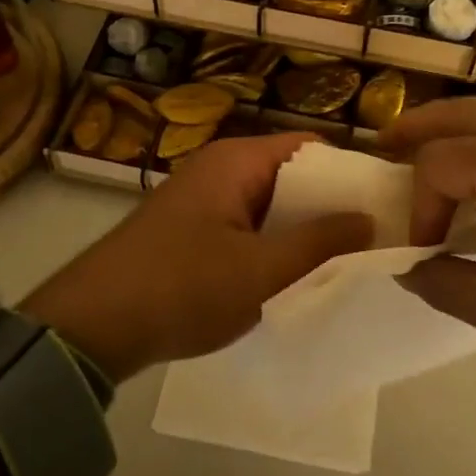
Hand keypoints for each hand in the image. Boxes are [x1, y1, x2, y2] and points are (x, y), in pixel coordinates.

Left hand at [21, 133, 372, 382]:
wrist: (90, 327)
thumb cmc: (182, 287)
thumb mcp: (261, 270)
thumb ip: (320, 243)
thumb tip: (370, 218)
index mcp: (237, 160)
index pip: (311, 148)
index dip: (349, 172)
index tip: (385, 204)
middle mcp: (220, 169)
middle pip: (291, 177)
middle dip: (329, 207)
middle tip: (373, 241)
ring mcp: (203, 201)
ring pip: (269, 207)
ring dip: (301, 232)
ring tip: (345, 262)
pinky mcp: (191, 231)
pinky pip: (246, 228)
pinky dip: (271, 246)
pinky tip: (294, 277)